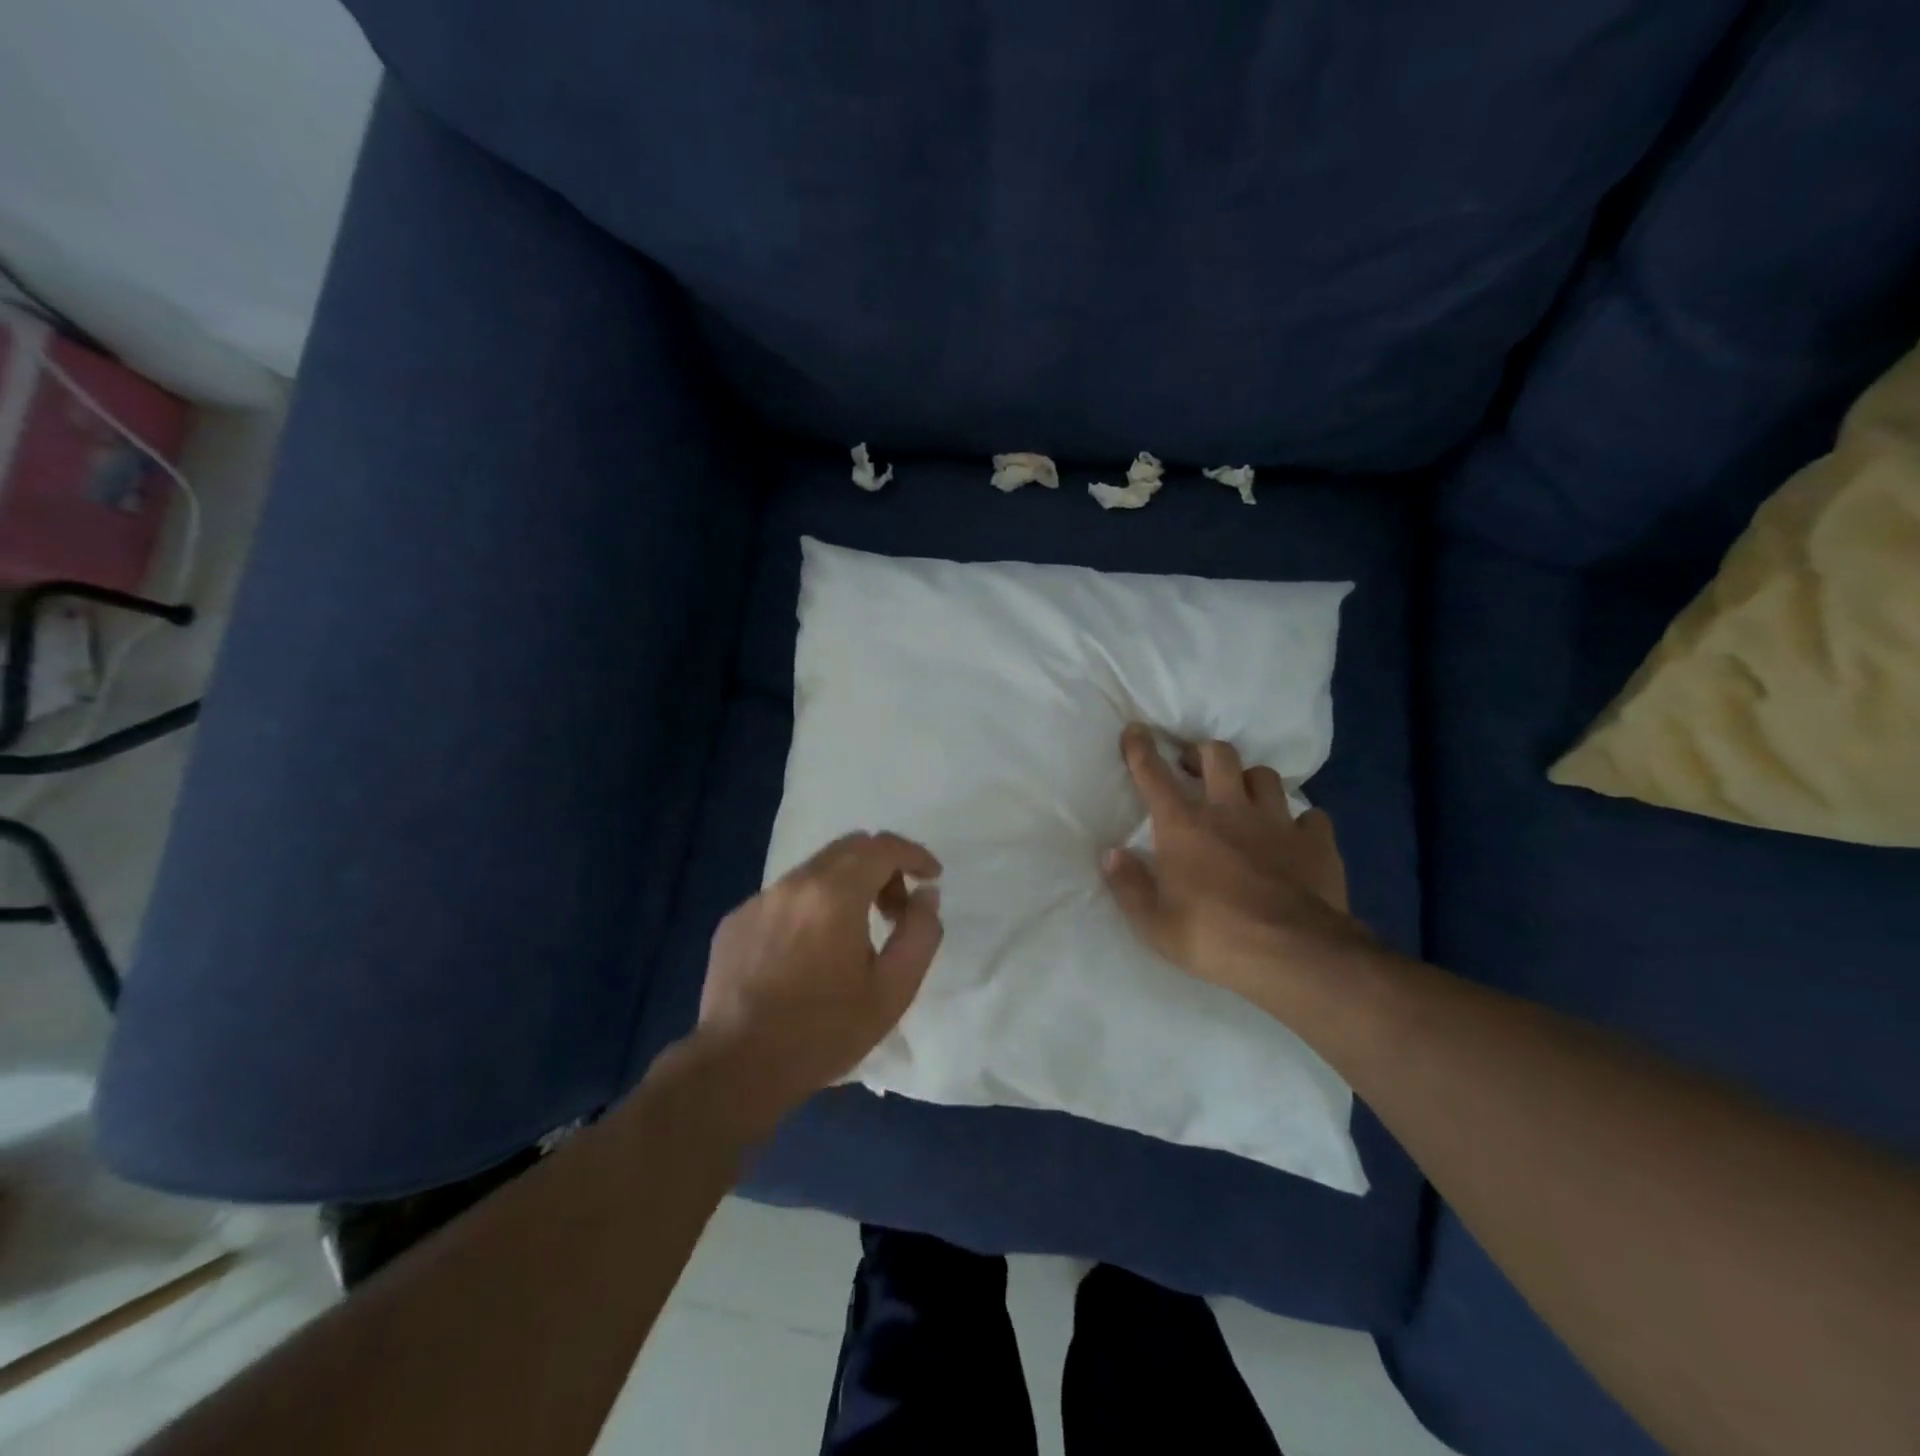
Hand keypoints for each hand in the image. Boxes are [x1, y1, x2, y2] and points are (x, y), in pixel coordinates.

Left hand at [691, 832, 943, 1125]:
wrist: (737, 1067)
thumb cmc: (824, 1032)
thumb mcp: (893, 990)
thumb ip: (920, 933)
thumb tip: (925, 895)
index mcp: (835, 894)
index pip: (882, 847)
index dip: (914, 854)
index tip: (931, 877)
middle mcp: (794, 883)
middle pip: (849, 848)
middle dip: (882, 867)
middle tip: (895, 911)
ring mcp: (760, 899)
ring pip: (815, 871)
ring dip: (845, 888)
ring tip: (852, 937)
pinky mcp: (736, 920)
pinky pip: (785, 897)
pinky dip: (810, 908)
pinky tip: (808, 955)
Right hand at [1103, 724, 1370, 1010]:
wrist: (1292, 955)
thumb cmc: (1212, 937)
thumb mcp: (1153, 922)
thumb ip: (1128, 884)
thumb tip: (1110, 853)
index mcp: (1184, 826)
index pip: (1154, 775)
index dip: (1141, 749)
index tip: (1136, 730)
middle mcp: (1230, 811)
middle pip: (1218, 755)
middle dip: (1202, 752)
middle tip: (1192, 767)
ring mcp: (1277, 823)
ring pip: (1265, 776)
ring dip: (1250, 780)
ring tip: (1243, 796)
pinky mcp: (1316, 843)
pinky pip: (1311, 816)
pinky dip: (1301, 821)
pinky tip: (1296, 835)